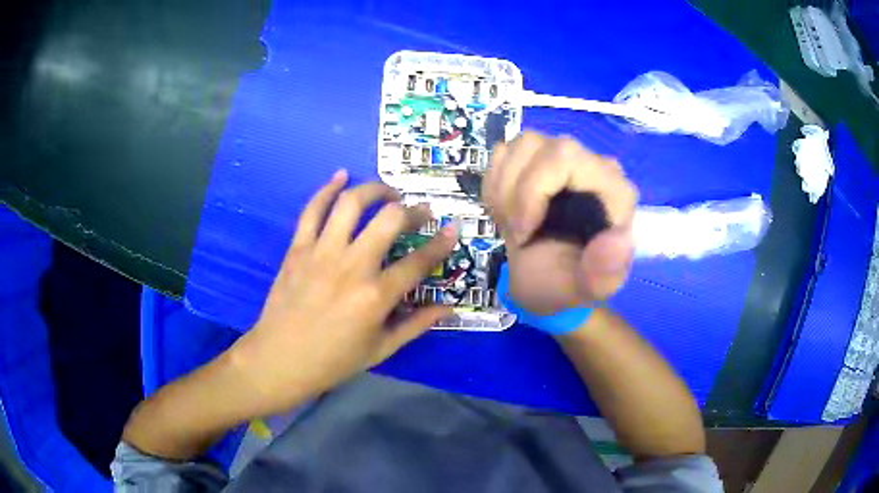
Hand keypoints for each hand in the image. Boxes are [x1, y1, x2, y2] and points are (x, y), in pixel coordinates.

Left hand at [229, 170, 456, 416]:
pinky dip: (327, 189)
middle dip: (412, 210)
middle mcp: (352, 266)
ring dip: (375, 190)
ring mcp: (321, 253)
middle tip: (420, 212)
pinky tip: (341, 176)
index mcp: (376, 296)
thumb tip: (449, 308)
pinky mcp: (298, 248)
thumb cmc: (333, 360)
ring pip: (351, 204)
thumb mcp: (381, 349)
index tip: (454, 229)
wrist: (279, 359)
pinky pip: (312, 210)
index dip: (442, 243)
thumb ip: (416, 325)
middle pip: (389, 220)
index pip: (419, 261)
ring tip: (388, 192)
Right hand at [484, 132, 637, 313]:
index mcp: (614, 191)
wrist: (543, 284)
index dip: (532, 190)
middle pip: (535, 145)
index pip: (565, 157)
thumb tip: (620, 238)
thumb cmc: (564, 286)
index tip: (522, 234)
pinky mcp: (542, 160)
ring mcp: (565, 159)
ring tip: (513, 223)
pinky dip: (496, 184)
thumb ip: (604, 274)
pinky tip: (509, 211)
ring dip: (502, 189)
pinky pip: (506, 152)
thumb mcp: (583, 292)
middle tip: (514, 232)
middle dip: (512, 193)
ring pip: (519, 145)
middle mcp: (593, 165)